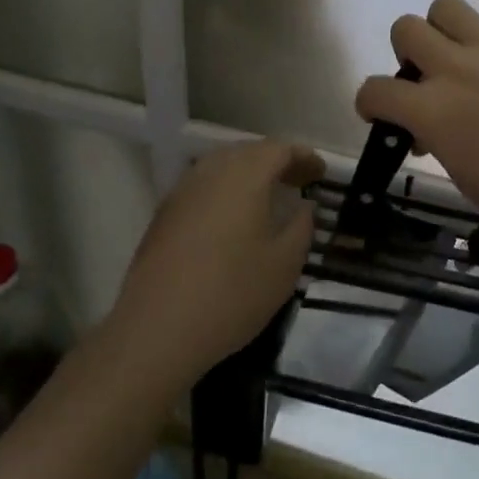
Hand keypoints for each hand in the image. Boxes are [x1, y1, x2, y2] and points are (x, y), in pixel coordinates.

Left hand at [109, 139, 325, 384]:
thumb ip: (301, 226)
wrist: (157, 329)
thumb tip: (303, 206)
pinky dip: (225, 192)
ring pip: (222, 168)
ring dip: (248, 175)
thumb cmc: (232, 293)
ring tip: (268, 199)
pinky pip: (203, 188)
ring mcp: (182, 191)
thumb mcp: (284, 264)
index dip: (304, 157)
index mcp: (244, 175)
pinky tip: (233, 220)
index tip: (321, 173)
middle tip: (299, 182)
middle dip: (276, 162)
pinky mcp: (164, 214)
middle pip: (248, 152)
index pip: (279, 149)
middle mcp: (211, 172)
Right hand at [354, 0, 478, 244]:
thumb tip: (429, 128)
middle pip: (405, 29)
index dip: (370, 100)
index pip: (375, 89)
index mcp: (432, 112)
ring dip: (442, 24)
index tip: (381, 109)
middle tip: (426, 72)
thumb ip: (437, 141)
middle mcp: (455, 70)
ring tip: (456, 43)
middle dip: (406, 51)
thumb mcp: (461, 176)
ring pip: (446, 5)